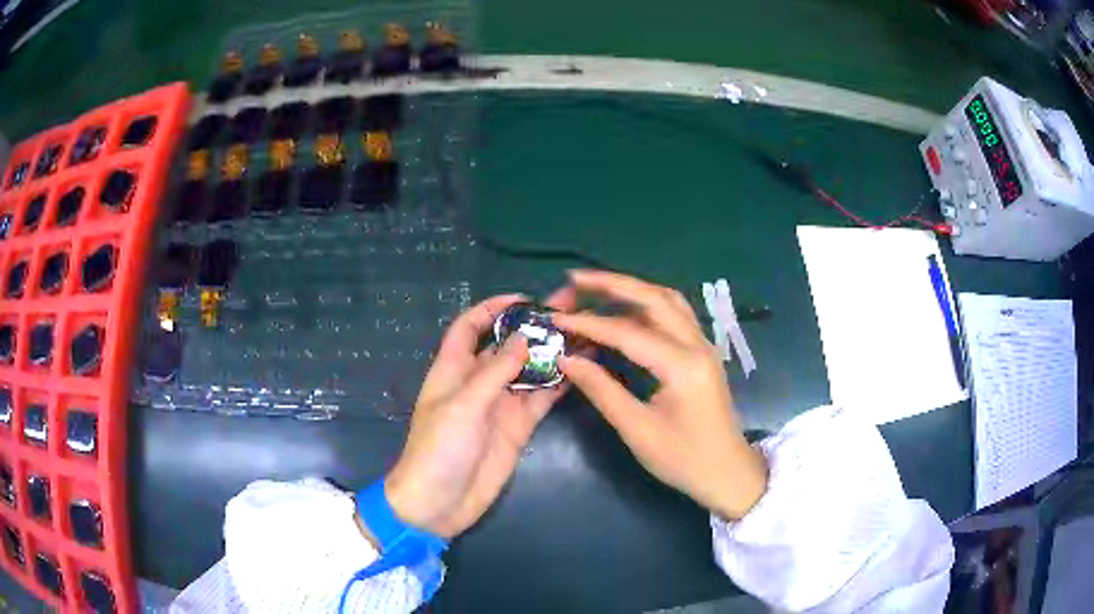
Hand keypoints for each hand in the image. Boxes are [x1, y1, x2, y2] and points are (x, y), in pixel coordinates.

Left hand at [384, 289, 575, 538]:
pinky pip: (541, 398)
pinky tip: (583, 368)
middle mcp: (479, 381)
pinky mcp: (519, 426)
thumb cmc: (439, 448)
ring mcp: (501, 404)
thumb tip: (524, 337)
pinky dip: (559, 383)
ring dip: (553, 353)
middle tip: (571, 308)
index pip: (470, 327)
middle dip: (534, 326)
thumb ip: (495, 371)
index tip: (525, 299)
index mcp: (454, 368)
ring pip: (530, 370)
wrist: (439, 502)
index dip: (492, 308)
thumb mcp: (463, 404)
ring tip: (586, 333)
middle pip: (507, 345)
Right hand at [554, 270, 767, 519]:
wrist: (727, 473)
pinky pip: (676, 314)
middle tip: (576, 279)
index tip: (556, 318)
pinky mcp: (703, 352)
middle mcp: (697, 345)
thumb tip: (568, 359)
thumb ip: (602, 390)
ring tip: (597, 287)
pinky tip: (628, 307)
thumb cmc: (683, 460)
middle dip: (613, 284)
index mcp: (682, 366)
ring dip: (633, 289)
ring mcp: (704, 345)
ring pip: (668, 300)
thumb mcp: (638, 430)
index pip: (628, 332)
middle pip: (654, 298)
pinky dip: (648, 303)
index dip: (589, 323)